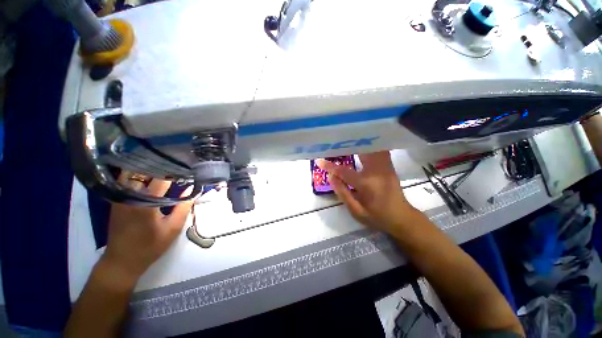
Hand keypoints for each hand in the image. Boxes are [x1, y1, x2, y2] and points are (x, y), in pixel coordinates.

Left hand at [101, 172, 196, 282]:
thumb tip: (194, 189)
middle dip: (162, 165)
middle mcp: (130, 195)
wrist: (122, 261)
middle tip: (177, 163)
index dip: (176, 170)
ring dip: (148, 168)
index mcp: (145, 202)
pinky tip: (150, 176)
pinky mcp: (116, 200)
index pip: (162, 177)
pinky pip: (126, 180)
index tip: (188, 167)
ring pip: (133, 172)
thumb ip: (184, 207)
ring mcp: (120, 196)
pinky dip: (139, 174)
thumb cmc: (150, 246)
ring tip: (165, 166)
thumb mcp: (173, 228)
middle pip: (144, 170)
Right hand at [317, 151, 416, 233]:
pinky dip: (369, 146)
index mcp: (367, 184)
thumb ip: (343, 192)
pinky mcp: (388, 166)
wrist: (402, 218)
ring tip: (346, 142)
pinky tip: (361, 146)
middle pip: (361, 151)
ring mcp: (385, 167)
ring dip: (359, 143)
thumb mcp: (356, 211)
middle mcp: (377, 171)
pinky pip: (379, 150)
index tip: (319, 161)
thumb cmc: (377, 217)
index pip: (344, 171)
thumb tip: (331, 177)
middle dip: (347, 146)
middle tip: (335, 144)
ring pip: (372, 147)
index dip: (330, 166)